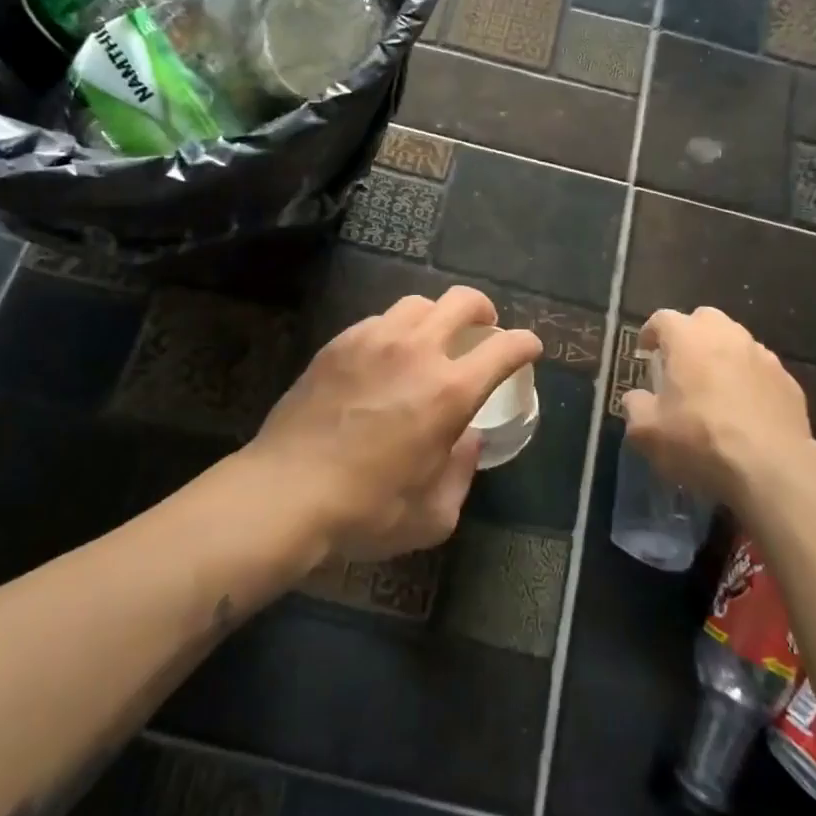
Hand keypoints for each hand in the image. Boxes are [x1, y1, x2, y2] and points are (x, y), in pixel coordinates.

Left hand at [250, 286, 542, 563]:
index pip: (504, 348)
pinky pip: (379, 320)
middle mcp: (417, 351)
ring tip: (432, 339)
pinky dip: (395, 331)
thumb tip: (467, 439)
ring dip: (437, 316)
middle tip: (483, 328)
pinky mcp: (340, 342)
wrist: (285, 492)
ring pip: (419, 303)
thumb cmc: (365, 511)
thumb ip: (462, 471)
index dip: (525, 344)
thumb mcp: (433, 515)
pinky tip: (386, 356)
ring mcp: (374, 339)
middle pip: (463, 301)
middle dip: (484, 310)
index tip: (529, 348)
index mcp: (449, 391)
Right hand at [621, 306, 812, 511]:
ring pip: (736, 342)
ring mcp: (762, 355)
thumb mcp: (647, 432)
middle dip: (690, 335)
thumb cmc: (700, 439)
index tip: (645, 351)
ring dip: (722, 356)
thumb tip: (636, 398)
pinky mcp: (788, 380)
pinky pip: (760, 371)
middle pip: (703, 320)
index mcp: (687, 337)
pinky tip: (746, 409)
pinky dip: (749, 380)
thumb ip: (635, 407)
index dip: (650, 333)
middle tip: (681, 364)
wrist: (772, 468)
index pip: (662, 319)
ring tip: (715, 387)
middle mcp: (726, 335)